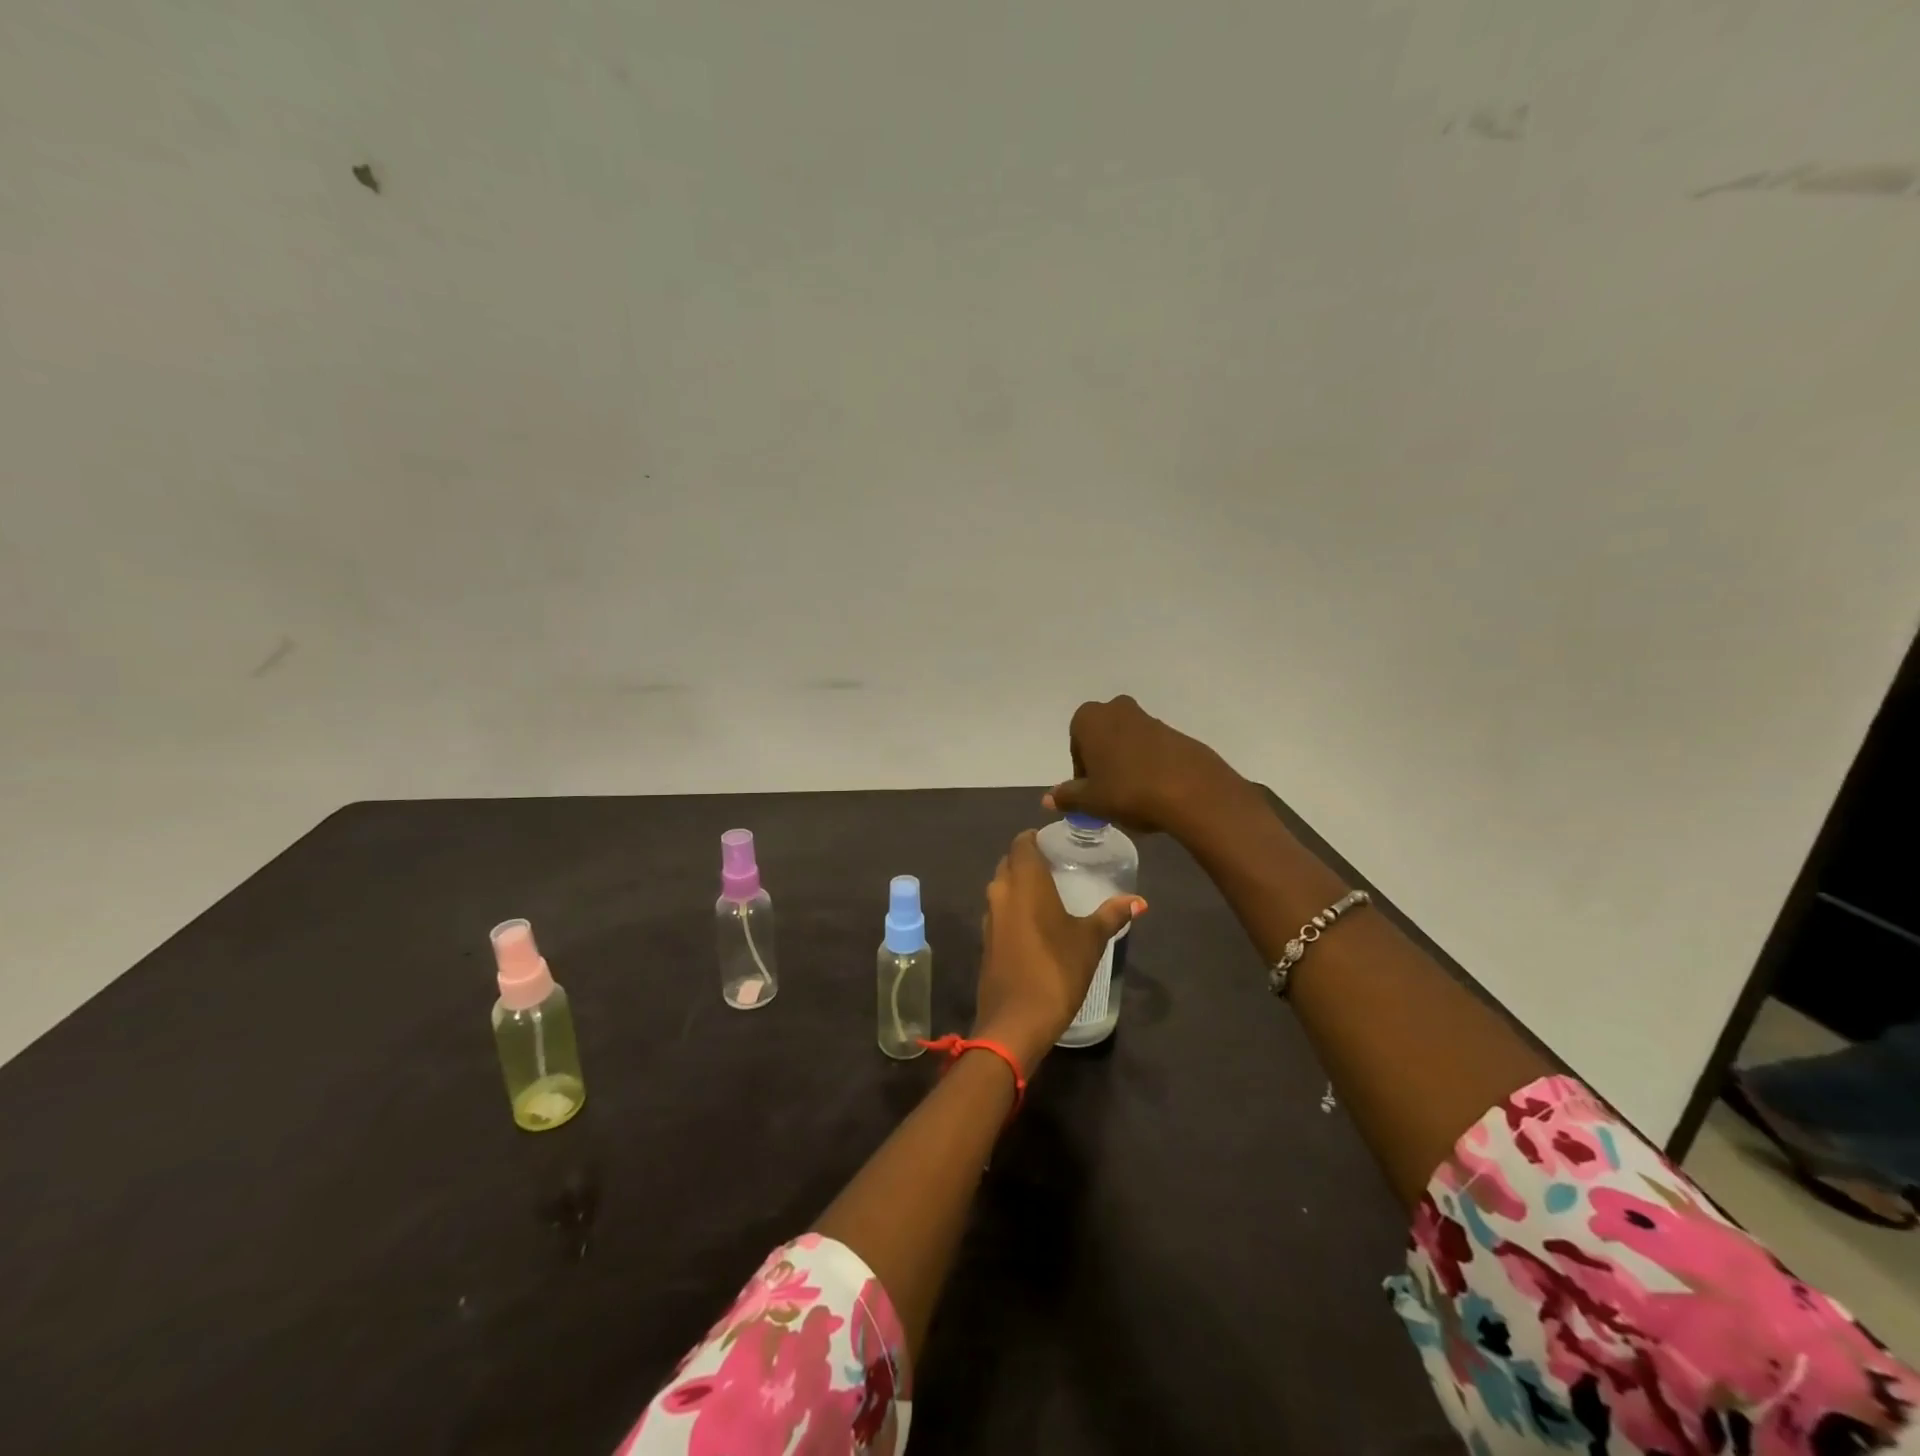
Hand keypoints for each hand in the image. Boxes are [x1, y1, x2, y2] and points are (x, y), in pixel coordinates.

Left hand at [972, 830, 1145, 1072]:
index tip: (1056, 843)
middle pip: (1009, 862)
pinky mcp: (986, 941)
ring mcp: (989, 917)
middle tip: (1057, 867)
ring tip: (1050, 893)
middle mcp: (1001, 891)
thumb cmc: (1056, 970)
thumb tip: (1138, 900)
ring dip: (1020, 885)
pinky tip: (1036, 923)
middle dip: (1028, 860)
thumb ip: (1112, 915)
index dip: (1036, 838)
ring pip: (1002, 887)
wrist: (1015, 1021)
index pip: (1022, 843)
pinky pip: (999, 911)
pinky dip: (1014, 908)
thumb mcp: (1090, 940)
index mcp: (1024, 881)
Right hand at [1045, 695, 1254, 838]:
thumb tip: (1048, 798)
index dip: (1081, 770)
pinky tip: (1156, 792)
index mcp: (1090, 718)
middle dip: (1103, 762)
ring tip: (1135, 796)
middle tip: (1109, 793)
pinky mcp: (1176, 733)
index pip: (1076, 743)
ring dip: (1126, 764)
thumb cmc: (1127, 790)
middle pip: (1102, 738)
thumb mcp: (1090, 800)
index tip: (1090, 792)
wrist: (1191, 790)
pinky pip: (1153, 750)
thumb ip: (1067, 797)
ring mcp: (1150, 719)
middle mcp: (1118, 709)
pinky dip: (1150, 767)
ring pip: (1128, 742)